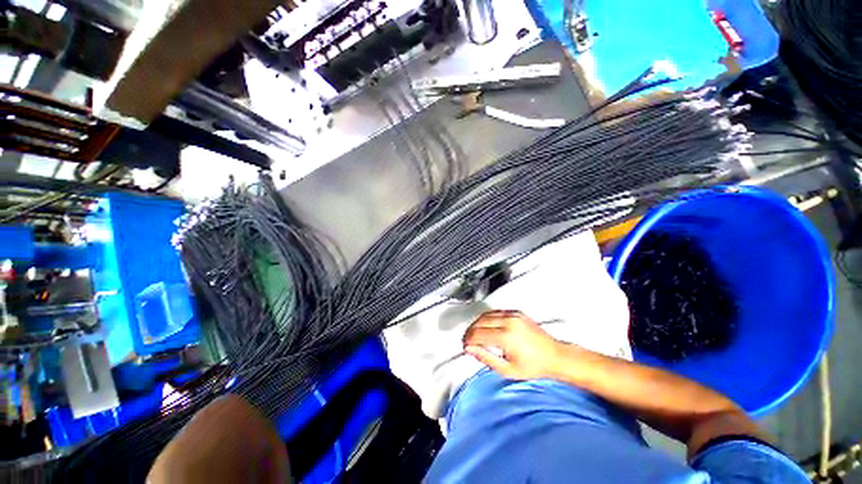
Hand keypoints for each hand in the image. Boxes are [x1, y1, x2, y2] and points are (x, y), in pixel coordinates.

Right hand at [462, 310, 567, 379]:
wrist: (555, 356)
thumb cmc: (535, 366)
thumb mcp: (508, 370)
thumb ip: (486, 358)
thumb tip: (471, 349)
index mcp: (506, 337)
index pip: (478, 334)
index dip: (468, 340)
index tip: (465, 346)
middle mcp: (508, 322)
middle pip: (480, 321)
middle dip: (470, 331)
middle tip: (467, 340)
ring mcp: (513, 315)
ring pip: (486, 314)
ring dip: (477, 323)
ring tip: (475, 334)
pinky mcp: (516, 312)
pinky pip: (495, 312)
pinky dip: (487, 318)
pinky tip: (486, 326)